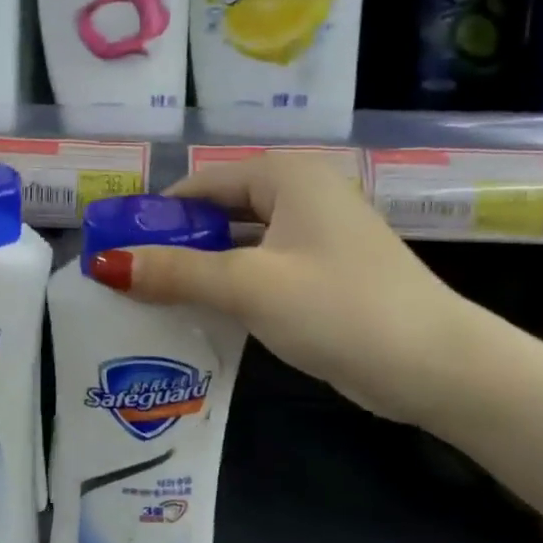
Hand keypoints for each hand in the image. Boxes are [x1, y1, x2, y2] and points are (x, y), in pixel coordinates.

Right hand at [87, 153, 473, 424]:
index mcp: (286, 176)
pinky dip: (229, 286)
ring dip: (200, 269)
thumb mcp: (248, 286)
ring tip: (149, 299)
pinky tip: (198, 314)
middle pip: (219, 212)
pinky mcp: (322, 274)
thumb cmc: (339, 308)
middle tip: (126, 279)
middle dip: (175, 244)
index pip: (201, 185)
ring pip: (238, 244)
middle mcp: (301, 194)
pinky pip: (260, 269)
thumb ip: (176, 272)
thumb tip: (105, 264)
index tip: (114, 248)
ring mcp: (315, 236)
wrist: (437, 366)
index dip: (155, 215)